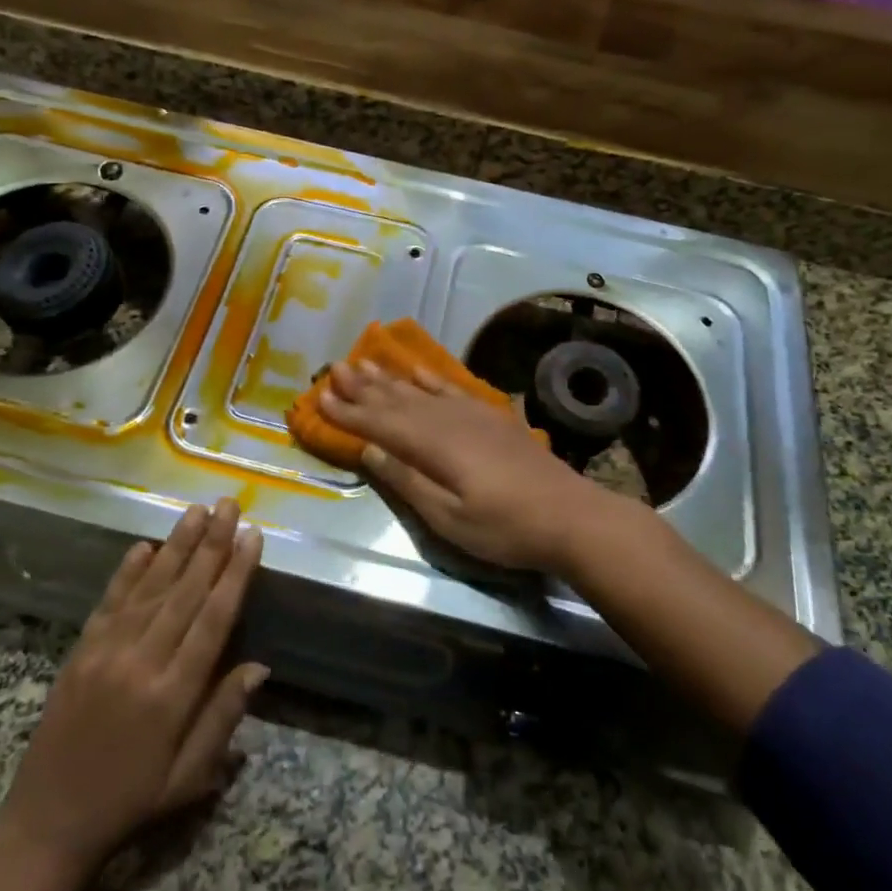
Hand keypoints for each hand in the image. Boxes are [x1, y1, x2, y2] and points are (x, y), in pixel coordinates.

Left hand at [0, 499, 266, 875]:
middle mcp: (141, 662)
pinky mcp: (81, 650)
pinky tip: (146, 545)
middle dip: (212, 544)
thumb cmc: (131, 802)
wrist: (47, 824)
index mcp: (172, 695)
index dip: (235, 574)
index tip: (252, 537)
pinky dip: (128, 570)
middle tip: (229, 505)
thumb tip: (260, 666)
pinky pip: (110, 601)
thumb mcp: (189, 777)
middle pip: (185, 592)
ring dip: (177, 545)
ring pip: (150, 587)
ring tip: (197, 509)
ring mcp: (106, 652)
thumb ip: (223, 716)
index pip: (213, 620)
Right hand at [320, 360, 605, 573]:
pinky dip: (428, 377)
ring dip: (388, 378)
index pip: (380, 425)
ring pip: (419, 389)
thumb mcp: (450, 518)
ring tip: (362, 363)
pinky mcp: (491, 416)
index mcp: (434, 446)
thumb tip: (370, 450)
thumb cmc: (506, 527)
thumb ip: (408, 481)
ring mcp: (472, 413)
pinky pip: (450, 387)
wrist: (571, 515)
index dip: (349, 413)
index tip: (320, 398)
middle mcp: (448, 420)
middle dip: (362, 387)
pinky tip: (415, 370)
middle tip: (333, 369)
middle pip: (396, 400)